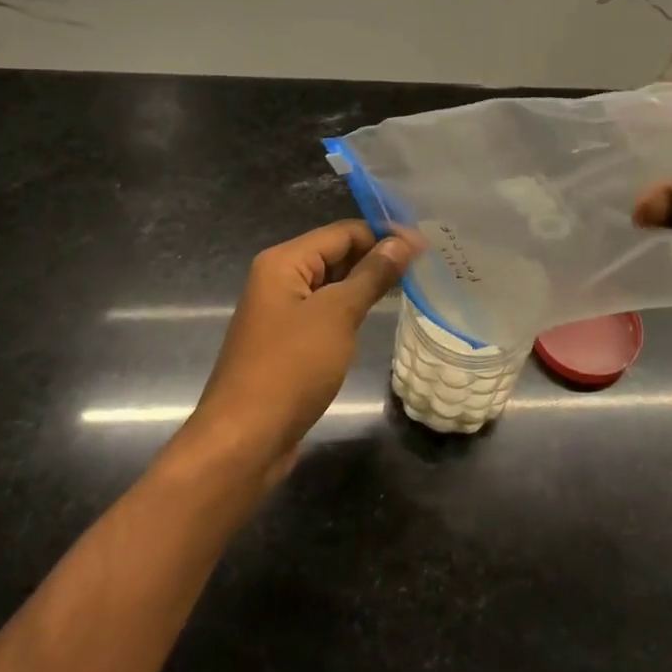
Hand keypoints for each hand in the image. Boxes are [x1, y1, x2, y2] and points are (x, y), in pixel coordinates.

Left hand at [182, 221, 412, 483]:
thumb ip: (371, 275)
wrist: (246, 439)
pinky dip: (351, 310)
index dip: (383, 234)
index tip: (426, 245)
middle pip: (335, 255)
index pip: (342, 232)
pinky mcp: (288, 343)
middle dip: (377, 258)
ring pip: (332, 285)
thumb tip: (402, 241)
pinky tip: (378, 317)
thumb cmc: (291, 367)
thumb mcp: (337, 315)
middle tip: (425, 266)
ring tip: (412, 285)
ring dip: (367, 284)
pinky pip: (325, 313)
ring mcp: (282, 313)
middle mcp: (279, 279)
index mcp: (283, 262)